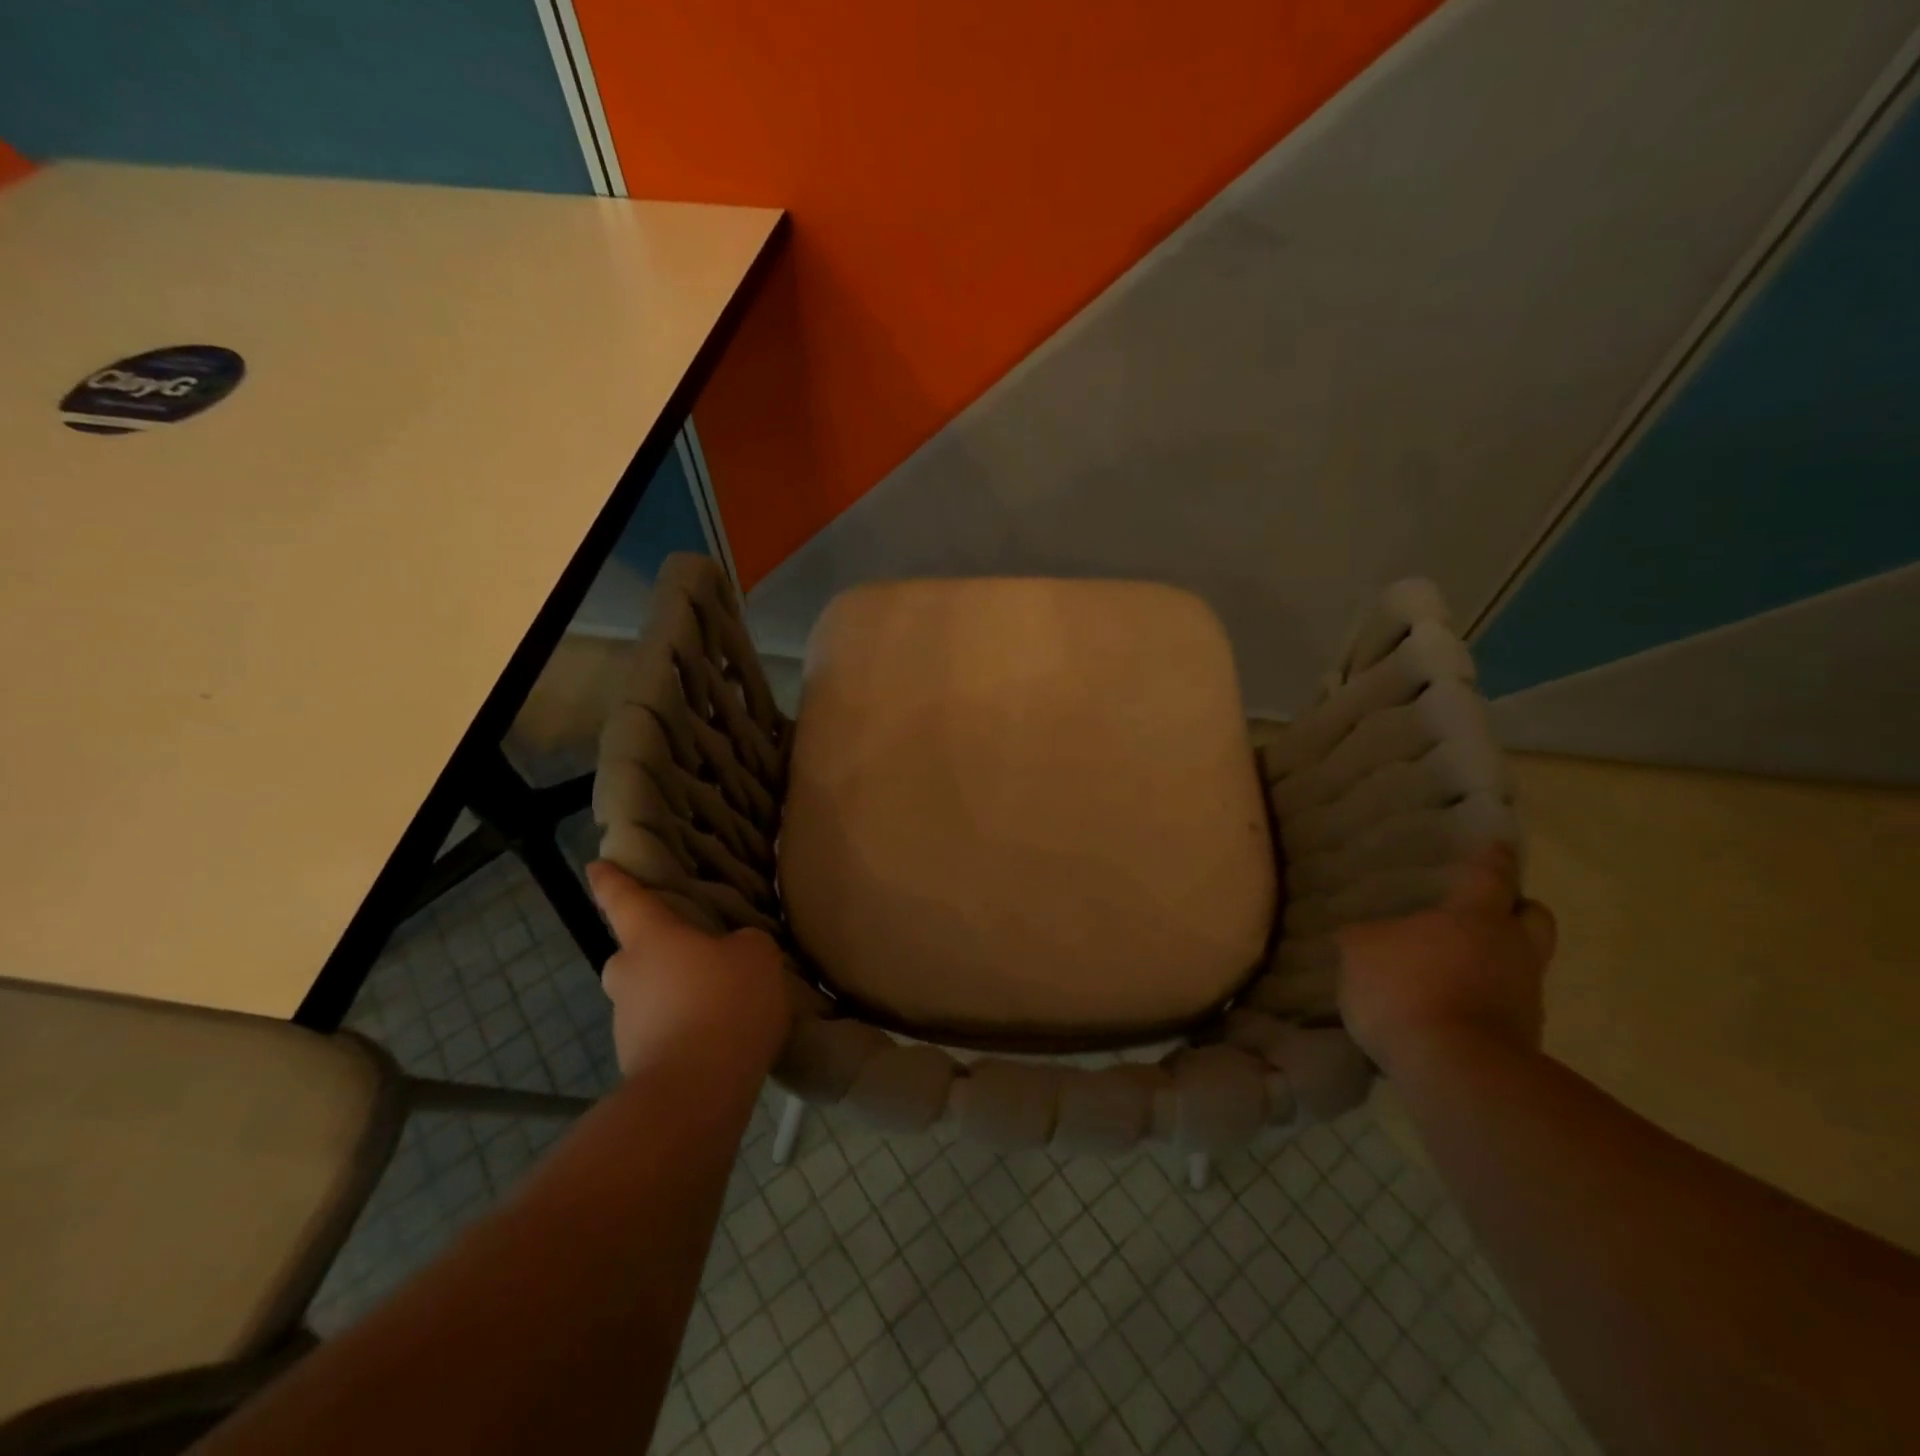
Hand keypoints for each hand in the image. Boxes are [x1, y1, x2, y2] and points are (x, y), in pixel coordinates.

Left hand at [586, 862, 793, 1076]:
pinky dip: (684, 1031)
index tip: (596, 867)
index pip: (625, 900)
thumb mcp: (757, 956)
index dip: (612, 881)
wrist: (696, 1092)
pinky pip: (663, 1033)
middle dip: (653, 954)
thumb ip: (745, 944)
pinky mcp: (637, 1064)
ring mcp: (628, 1024)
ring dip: (674, 997)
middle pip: (633, 956)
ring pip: (649, 997)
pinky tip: (719, 1041)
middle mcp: (629, 976)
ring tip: (721, 1006)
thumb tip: (733, 952)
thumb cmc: (724, 1003)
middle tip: (691, 957)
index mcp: (651, 939)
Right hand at [1334, 845, 1556, 1076]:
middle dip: (1516, 910)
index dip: (1492, 859)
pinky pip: (1507, 1007)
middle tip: (1488, 912)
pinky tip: (1451, 1010)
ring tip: (1457, 970)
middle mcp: (1512, 950)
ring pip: (1523, 965)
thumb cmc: (1406, 989)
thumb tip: (1367, 936)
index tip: (1498, 846)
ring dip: (1498, 963)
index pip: (1490, 876)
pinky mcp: (1524, 1042)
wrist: (1456, 1071)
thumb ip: (1365, 938)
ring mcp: (1526, 998)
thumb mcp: (1360, 952)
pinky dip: (1485, 1003)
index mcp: (1475, 917)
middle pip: (1533, 917)